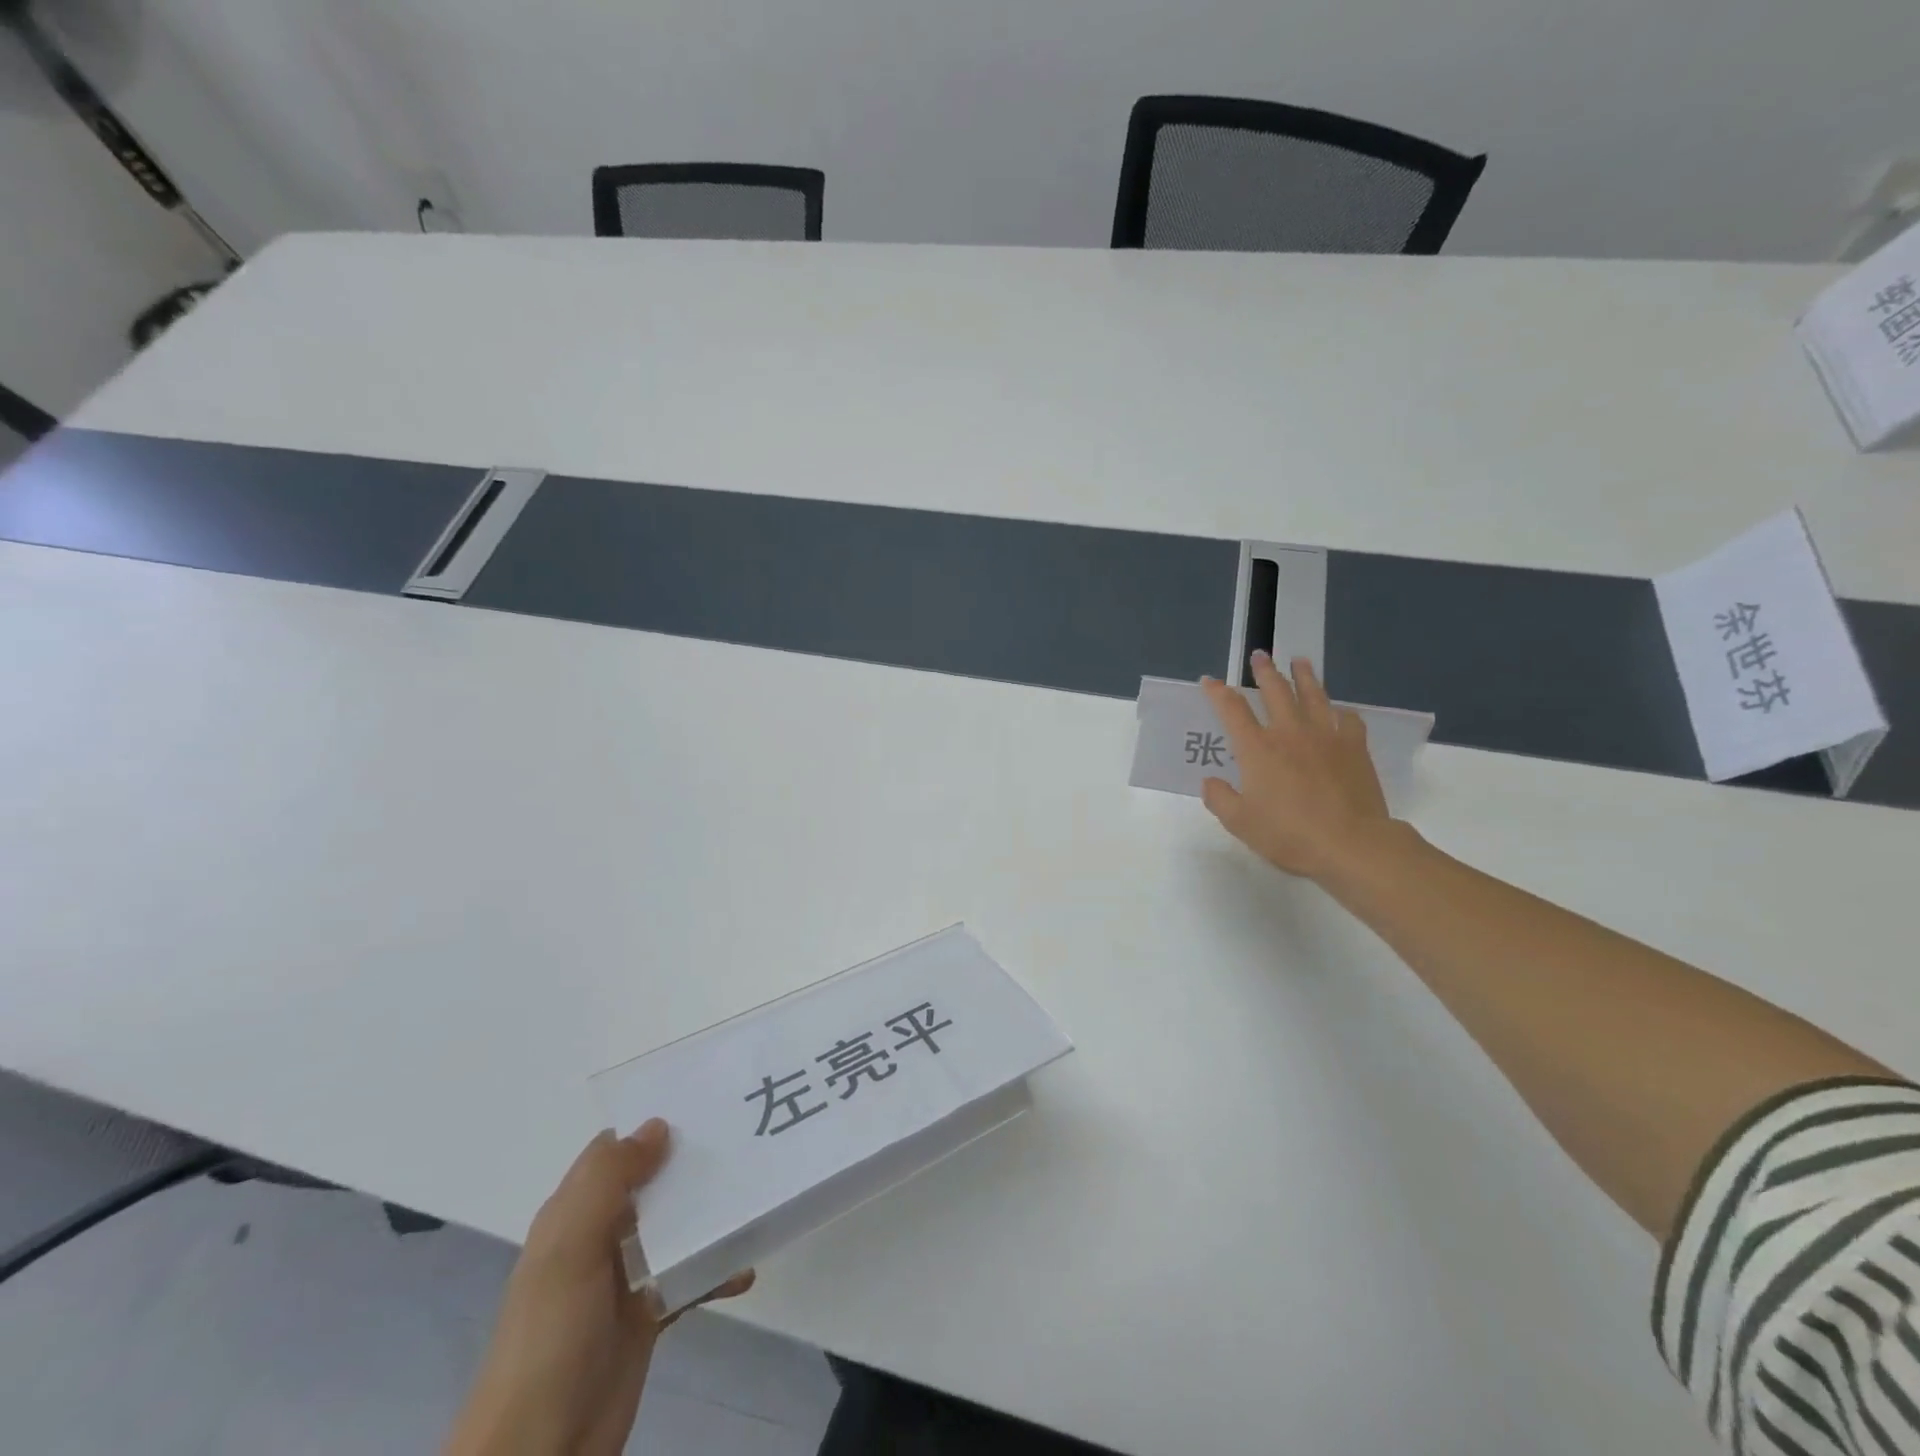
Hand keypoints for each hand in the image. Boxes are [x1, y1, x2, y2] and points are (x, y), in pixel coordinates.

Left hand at [445, 1121, 753, 1455]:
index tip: (703, 1099)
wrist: (538, 1454)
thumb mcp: (569, 1251)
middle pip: (651, 1183)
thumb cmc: (550, 1340)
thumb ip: (608, 1182)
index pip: (613, 1151)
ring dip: (709, 1212)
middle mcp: (598, 1238)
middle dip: (691, 1161)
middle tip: (744, 1137)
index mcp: (572, 1215)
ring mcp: (624, 1279)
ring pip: (674, 1226)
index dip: (651, 1123)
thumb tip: (659, 1124)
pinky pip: (690, 1277)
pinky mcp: (647, 1316)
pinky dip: (717, 1269)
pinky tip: (745, 1267)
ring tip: (754, 1193)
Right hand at [1199, 652, 1392, 880]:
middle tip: (1260, 655)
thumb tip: (1211, 781)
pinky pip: (1347, 719)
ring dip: (1304, 676)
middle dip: (1264, 671)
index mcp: (1257, 749)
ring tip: (1300, 661)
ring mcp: (1325, 736)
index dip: (1218, 693)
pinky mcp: (1354, 747)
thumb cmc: (1288, 834)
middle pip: (1275, 691)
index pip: (1232, 710)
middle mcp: (1289, 733)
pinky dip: (1340, 710)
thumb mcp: (1239, 823)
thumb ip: (1220, 799)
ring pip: (1313, 695)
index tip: (1210, 681)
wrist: (1350, 843)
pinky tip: (1338, 710)